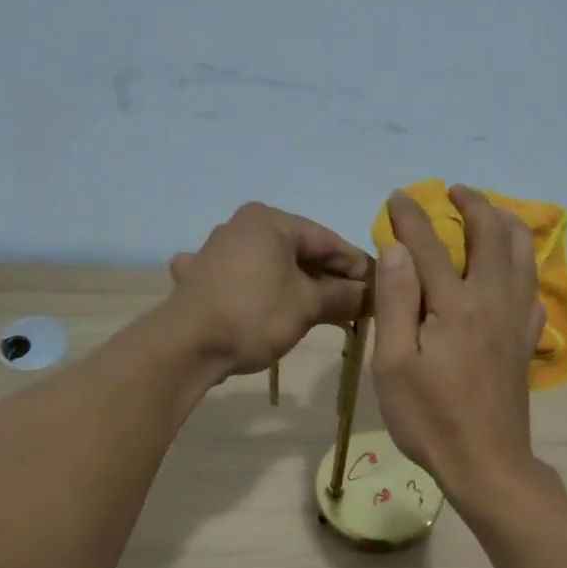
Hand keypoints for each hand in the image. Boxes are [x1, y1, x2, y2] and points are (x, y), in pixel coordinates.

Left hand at [168, 203, 370, 377]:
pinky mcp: (202, 277)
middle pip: (300, 252)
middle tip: (356, 306)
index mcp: (269, 221)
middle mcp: (242, 226)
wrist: (187, 346)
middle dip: (328, 279)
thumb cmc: (254, 315)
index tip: (379, 289)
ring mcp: (217, 251)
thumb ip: (343, 296)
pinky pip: (245, 279)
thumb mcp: (307, 306)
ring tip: (323, 312)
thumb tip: (370, 295)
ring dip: (299, 287)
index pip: (327, 240)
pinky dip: (263, 292)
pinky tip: (265, 305)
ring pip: (273, 266)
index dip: (356, 267)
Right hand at [373, 185, 546, 503]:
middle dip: (473, 204)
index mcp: (455, 305)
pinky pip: (535, 287)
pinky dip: (526, 264)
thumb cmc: (430, 418)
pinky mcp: (527, 340)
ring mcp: (516, 319)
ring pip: (524, 253)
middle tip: (454, 191)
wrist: (486, 462)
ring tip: (492, 212)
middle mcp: (493, 300)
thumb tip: (397, 248)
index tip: (398, 196)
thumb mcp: (394, 365)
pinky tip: (515, 268)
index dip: (412, 216)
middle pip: (492, 235)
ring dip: (507, 223)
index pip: (430, 245)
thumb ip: (396, 302)